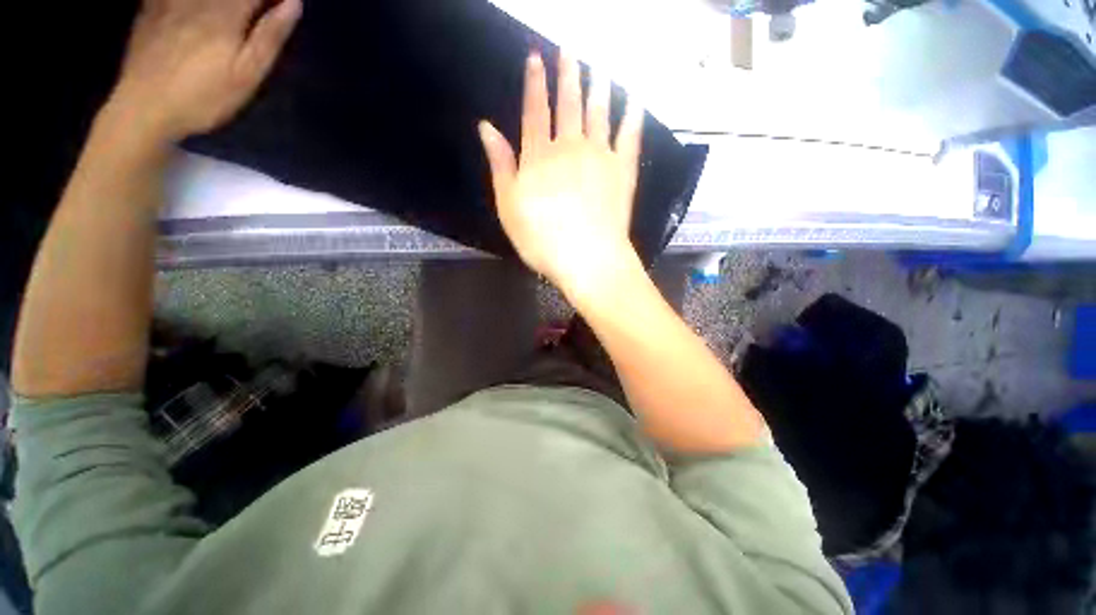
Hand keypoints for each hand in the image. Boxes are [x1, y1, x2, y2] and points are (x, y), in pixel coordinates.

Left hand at [108, 0, 301, 142]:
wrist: (144, 108)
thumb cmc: (204, 97)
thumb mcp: (247, 75)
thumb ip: (269, 37)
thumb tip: (294, 4)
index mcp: (225, 14)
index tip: (284, 5)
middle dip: (252, 0)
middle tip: (263, 12)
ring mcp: (171, 1)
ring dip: (223, 3)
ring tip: (235, 17)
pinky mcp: (151, 8)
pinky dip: (190, 1)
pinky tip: (197, 10)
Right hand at [478, 52, 644, 299]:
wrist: (587, 258)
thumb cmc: (542, 239)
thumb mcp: (508, 207)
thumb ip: (500, 165)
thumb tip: (487, 127)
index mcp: (539, 156)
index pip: (535, 111)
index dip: (535, 84)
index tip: (537, 59)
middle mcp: (570, 147)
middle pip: (568, 104)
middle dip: (568, 75)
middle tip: (571, 51)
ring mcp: (600, 156)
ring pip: (599, 112)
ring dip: (599, 86)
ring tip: (599, 66)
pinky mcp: (623, 171)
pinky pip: (629, 136)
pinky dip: (632, 116)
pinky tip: (635, 100)